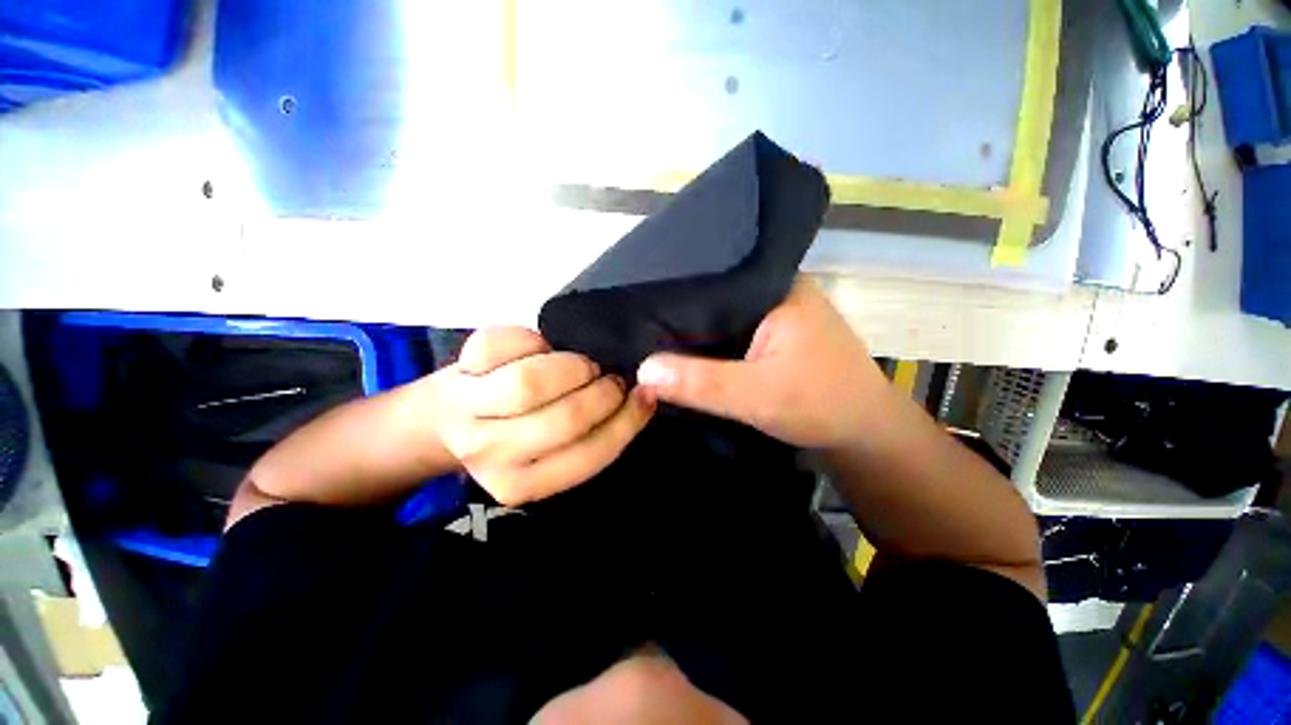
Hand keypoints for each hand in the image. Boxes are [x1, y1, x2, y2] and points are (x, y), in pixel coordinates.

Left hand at [430, 327, 655, 505]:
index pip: (589, 455)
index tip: (645, 395)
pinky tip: (539, 348)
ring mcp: (466, 413)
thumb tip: (640, 397)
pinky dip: (531, 338)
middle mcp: (491, 455)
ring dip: (572, 367)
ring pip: (531, 383)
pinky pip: (500, 345)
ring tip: (581, 366)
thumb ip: (591, 436)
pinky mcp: (454, 372)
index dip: (626, 421)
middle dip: (602, 394)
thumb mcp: (552, 454)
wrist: (442, 422)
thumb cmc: (513, 434)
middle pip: (564, 419)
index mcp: (523, 483)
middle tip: (610, 381)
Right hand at [636, 277, 886, 448]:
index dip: (674, 294)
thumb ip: (700, 383)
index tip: (636, 307)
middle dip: (679, 314)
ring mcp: (774, 313)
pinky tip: (682, 351)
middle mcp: (774, 290)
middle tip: (635, 324)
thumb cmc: (822, 406)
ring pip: (720, 317)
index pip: (713, 278)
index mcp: (777, 286)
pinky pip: (729, 333)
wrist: (865, 433)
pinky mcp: (771, 336)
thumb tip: (643, 370)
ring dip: (692, 331)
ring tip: (649, 335)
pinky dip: (708, 344)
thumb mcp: (757, 396)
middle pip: (714, 296)